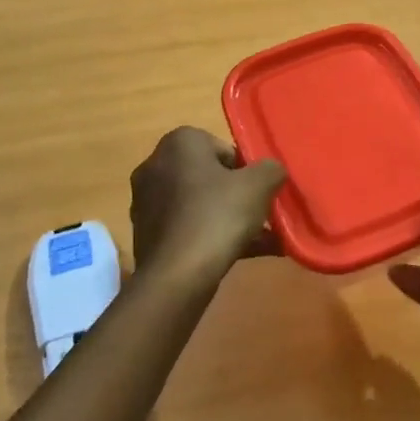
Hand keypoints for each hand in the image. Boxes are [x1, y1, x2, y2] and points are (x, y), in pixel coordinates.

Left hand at [128, 128, 284, 287]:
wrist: (175, 277)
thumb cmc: (217, 216)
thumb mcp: (259, 185)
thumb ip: (272, 169)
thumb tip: (271, 171)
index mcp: (179, 143)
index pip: (223, 148)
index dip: (247, 170)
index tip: (260, 192)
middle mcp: (156, 165)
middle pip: (211, 177)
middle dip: (239, 196)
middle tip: (262, 215)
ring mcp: (147, 202)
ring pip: (201, 205)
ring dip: (230, 219)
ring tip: (263, 241)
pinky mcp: (147, 233)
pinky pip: (189, 227)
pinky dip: (213, 237)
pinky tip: (243, 255)